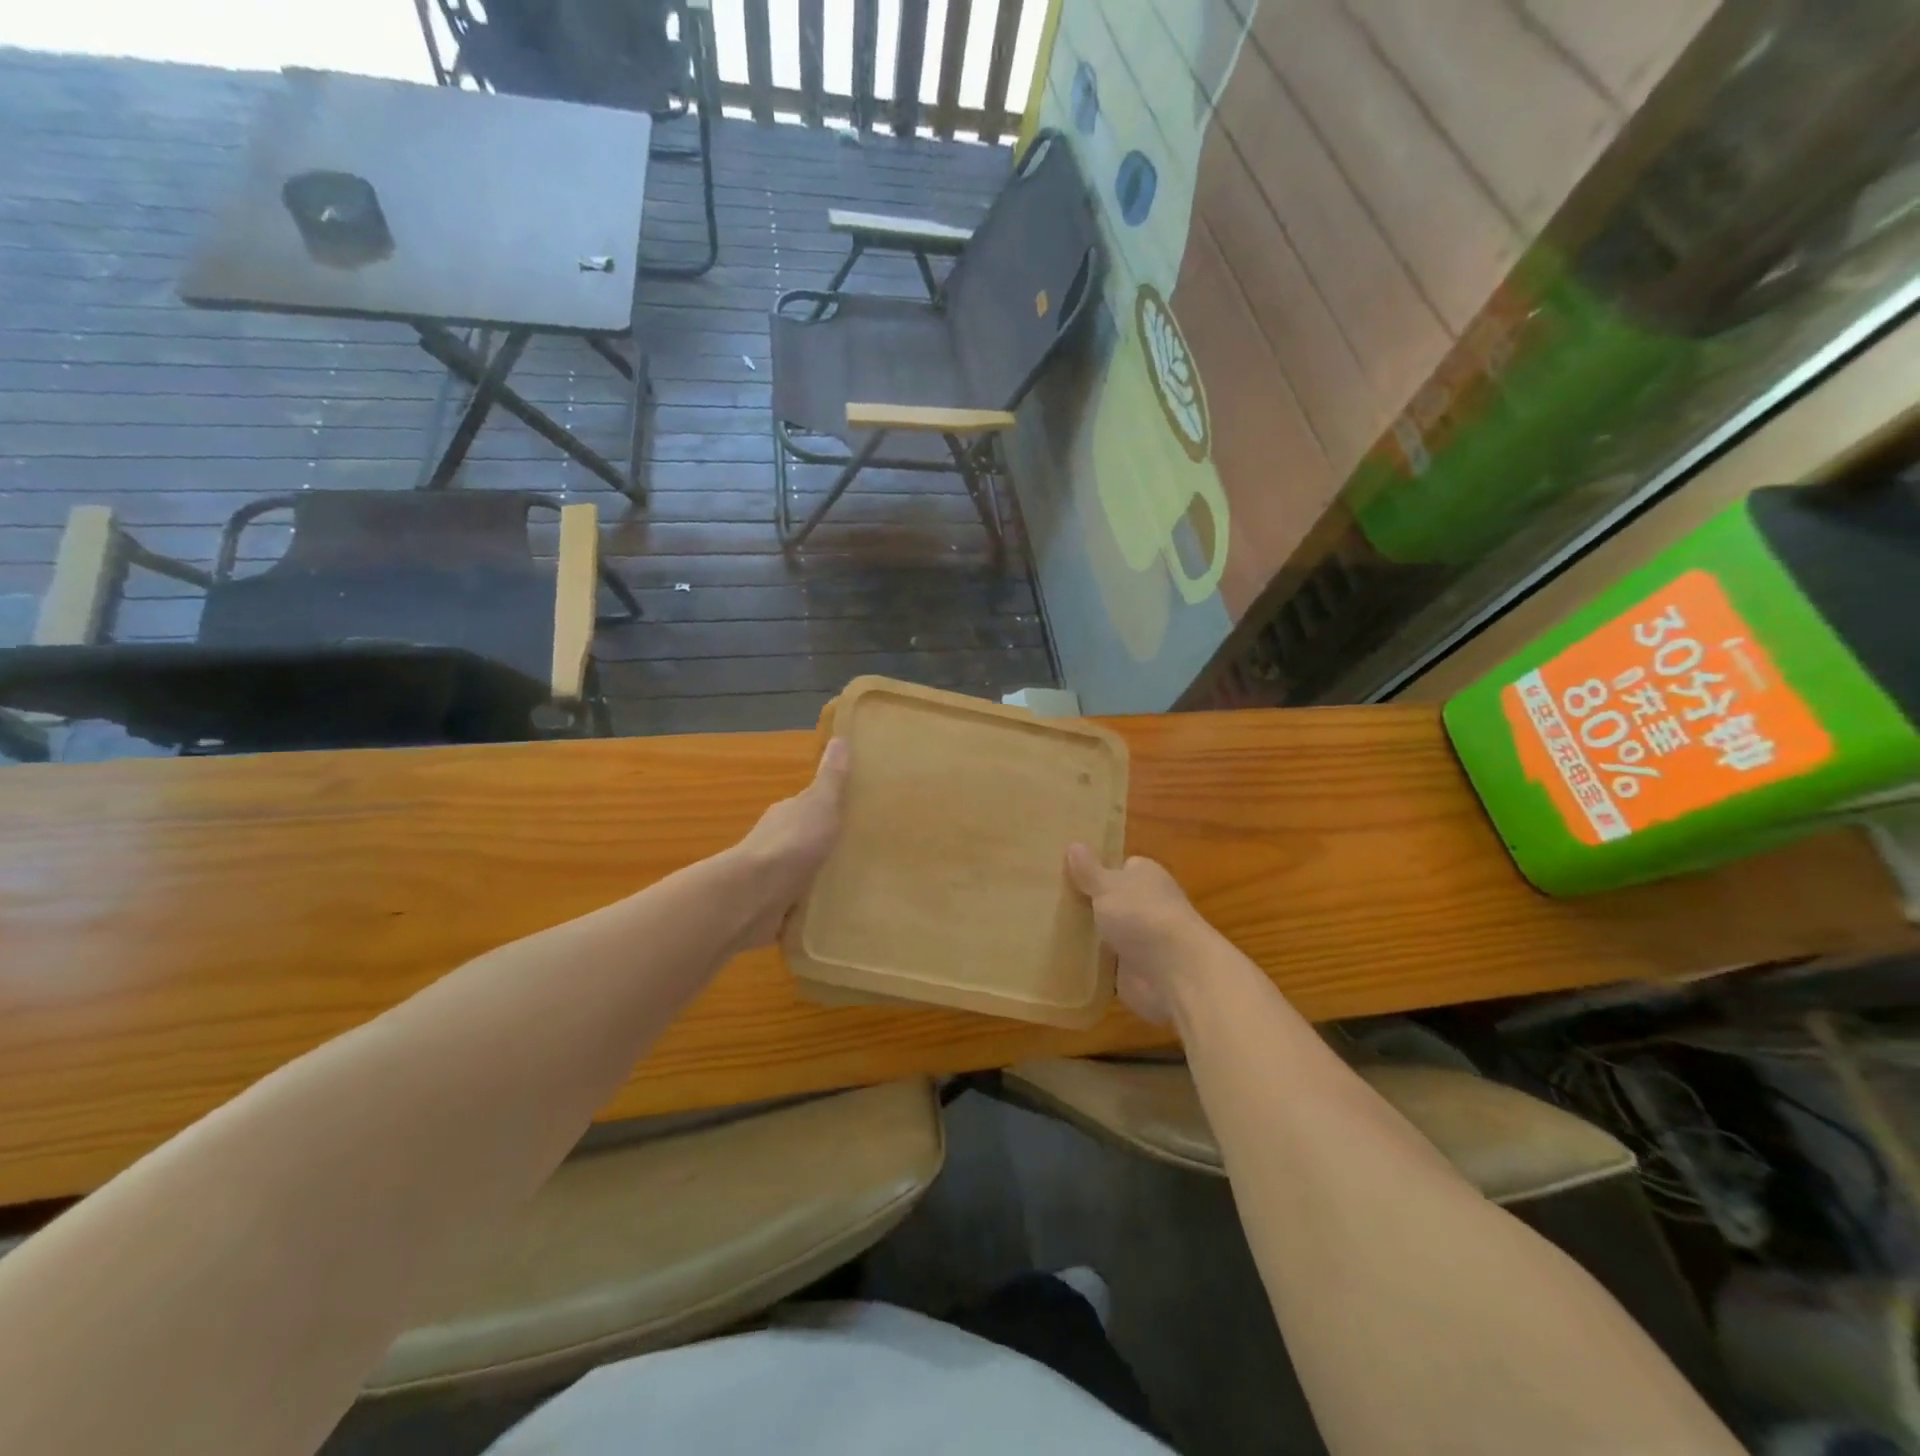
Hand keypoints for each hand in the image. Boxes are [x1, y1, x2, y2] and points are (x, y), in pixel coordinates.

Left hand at [729, 738, 851, 947]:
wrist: (755, 894)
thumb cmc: (792, 843)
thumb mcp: (820, 804)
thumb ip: (831, 778)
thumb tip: (840, 738)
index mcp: (787, 814)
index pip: (808, 806)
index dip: (829, 809)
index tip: (854, 815)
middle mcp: (776, 842)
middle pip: (805, 839)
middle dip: (826, 845)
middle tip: (860, 853)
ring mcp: (772, 876)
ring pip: (800, 872)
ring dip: (817, 877)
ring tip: (852, 886)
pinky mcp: (772, 908)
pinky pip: (797, 905)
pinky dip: (809, 907)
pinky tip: (829, 914)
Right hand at [1065, 845, 1216, 1024]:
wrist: (1174, 972)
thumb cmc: (1141, 914)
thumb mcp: (1107, 886)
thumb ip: (1088, 870)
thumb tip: (1074, 844)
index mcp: (1146, 876)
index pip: (1123, 867)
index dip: (1099, 870)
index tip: (1069, 874)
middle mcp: (1148, 905)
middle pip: (1113, 901)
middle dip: (1090, 905)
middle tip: (1051, 903)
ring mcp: (1144, 940)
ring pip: (1109, 934)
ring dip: (1089, 937)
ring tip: (1048, 931)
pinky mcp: (1136, 971)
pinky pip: (1106, 965)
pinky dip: (1091, 966)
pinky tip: (1063, 962)